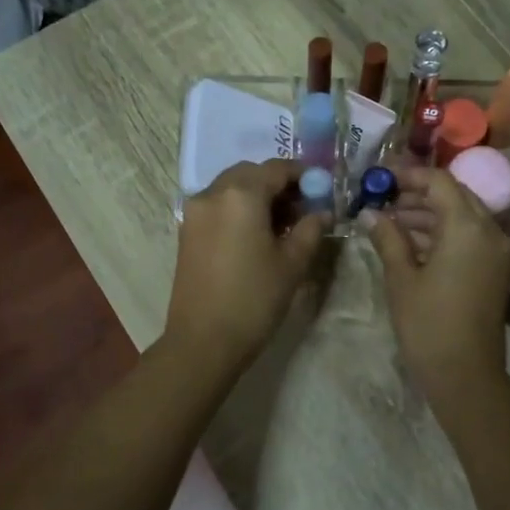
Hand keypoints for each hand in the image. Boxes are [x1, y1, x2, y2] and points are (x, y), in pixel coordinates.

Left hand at [165, 160, 326, 368]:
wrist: (203, 340)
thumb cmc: (254, 298)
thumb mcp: (292, 263)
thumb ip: (310, 229)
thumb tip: (323, 212)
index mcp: (241, 195)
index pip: (276, 169)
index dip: (303, 174)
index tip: (322, 188)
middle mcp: (213, 193)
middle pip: (250, 173)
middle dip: (278, 183)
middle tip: (303, 206)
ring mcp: (195, 212)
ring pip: (231, 188)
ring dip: (257, 195)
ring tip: (282, 223)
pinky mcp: (187, 231)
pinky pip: (218, 205)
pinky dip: (239, 208)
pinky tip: (256, 234)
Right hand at [362, 165, 509, 390]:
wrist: (466, 375)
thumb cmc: (428, 325)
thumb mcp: (401, 278)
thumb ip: (387, 238)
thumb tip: (369, 213)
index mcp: (467, 227)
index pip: (439, 182)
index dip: (408, 175)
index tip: (379, 178)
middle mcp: (490, 231)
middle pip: (454, 195)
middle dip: (418, 193)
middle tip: (383, 199)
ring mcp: (497, 251)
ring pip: (462, 216)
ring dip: (429, 214)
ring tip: (389, 222)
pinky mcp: (495, 269)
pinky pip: (469, 236)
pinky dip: (443, 233)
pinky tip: (411, 243)